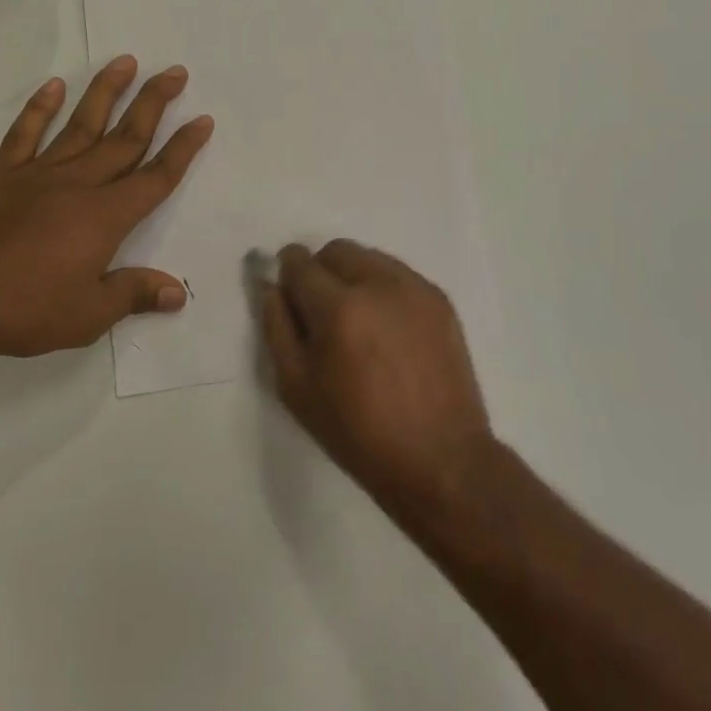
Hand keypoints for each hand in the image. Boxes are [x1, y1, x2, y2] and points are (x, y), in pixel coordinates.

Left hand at [0, 57, 212, 363]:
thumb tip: (177, 292)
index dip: (184, 148)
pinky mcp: (4, 178)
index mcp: (106, 216)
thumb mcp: (88, 314)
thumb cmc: (24, 309)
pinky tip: (53, 86)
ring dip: (106, 91)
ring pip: (81, 124)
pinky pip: (25, 135)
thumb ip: (133, 294)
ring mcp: (39, 175)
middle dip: (155, 103)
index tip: (203, 120)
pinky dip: (39, 109)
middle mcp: (79, 184)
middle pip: (126, 137)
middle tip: (176, 72)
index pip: (156, 176)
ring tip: (126, 61)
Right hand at [262, 241, 494, 513]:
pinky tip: (388, 330)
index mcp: (338, 308)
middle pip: (336, 250)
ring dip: (353, 276)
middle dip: (320, 271)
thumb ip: (276, 326)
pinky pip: (399, 275)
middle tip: (322, 314)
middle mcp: (378, 284)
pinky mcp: (440, 299)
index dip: (287, 274)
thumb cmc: (358, 432)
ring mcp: (415, 288)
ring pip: (369, 258)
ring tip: (359, 323)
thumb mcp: (296, 387)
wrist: (440, 459)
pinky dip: (383, 289)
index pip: (299, 262)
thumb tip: (270, 285)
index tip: (289, 296)